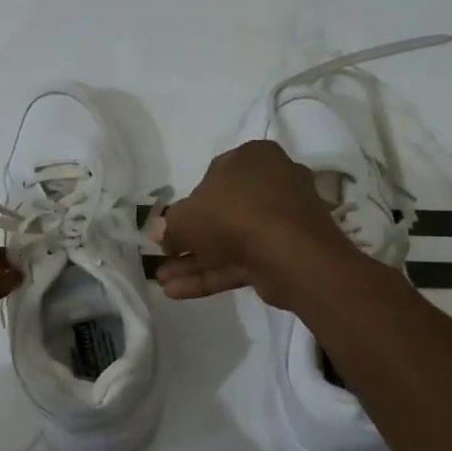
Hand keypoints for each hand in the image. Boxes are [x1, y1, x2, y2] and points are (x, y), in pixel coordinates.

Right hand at [154, 140, 347, 307]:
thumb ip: (169, 226)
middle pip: (222, 213)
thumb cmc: (232, 214)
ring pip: (231, 241)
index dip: (189, 205)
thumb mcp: (184, 217)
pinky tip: (178, 292)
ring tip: (163, 282)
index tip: (172, 228)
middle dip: (189, 242)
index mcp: (252, 157)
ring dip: (195, 263)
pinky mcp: (286, 252)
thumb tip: (162, 235)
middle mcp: (272, 182)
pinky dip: (213, 275)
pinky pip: (243, 261)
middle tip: (165, 260)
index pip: (214, 177)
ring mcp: (283, 220)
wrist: (289, 251)